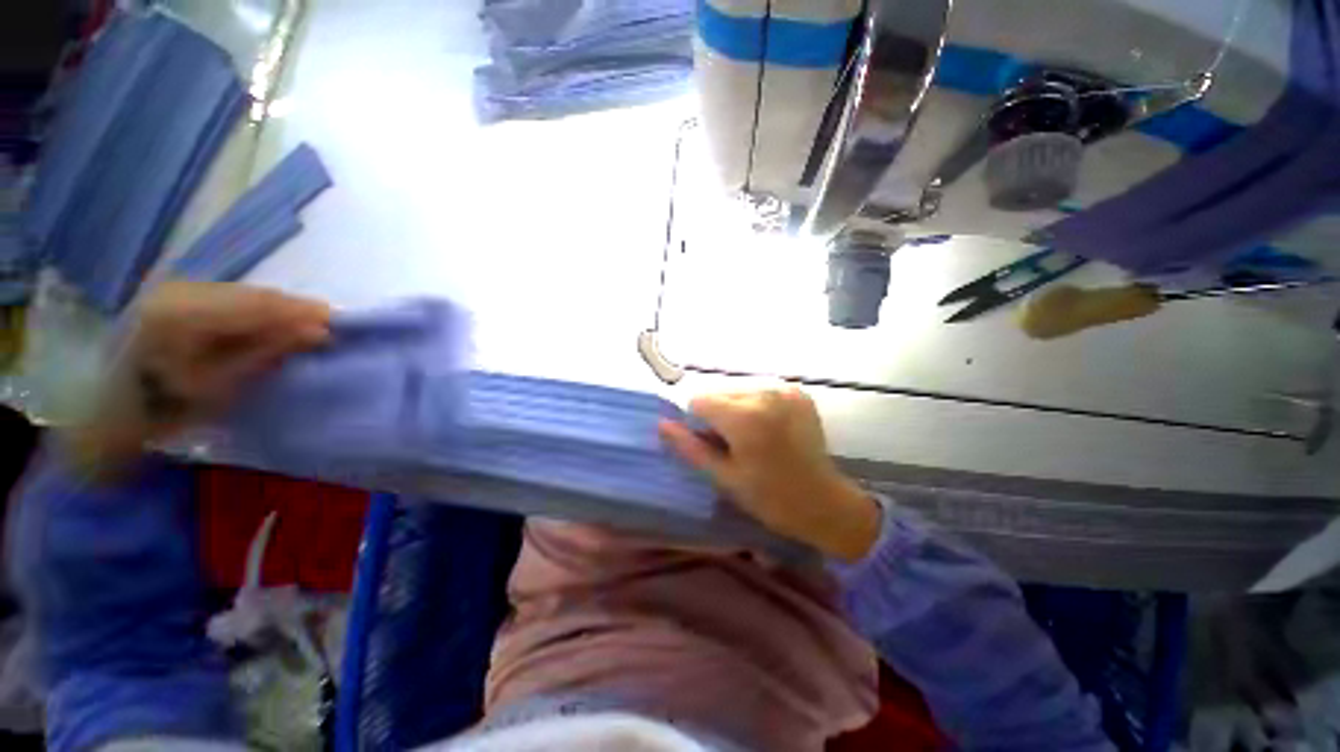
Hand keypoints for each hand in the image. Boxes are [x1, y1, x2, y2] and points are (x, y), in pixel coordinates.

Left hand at [69, 282, 330, 474]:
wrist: (100, 409)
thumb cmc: (160, 407)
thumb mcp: (219, 386)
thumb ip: (267, 352)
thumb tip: (317, 333)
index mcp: (187, 313)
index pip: (259, 304)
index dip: (303, 311)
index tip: (340, 323)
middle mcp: (182, 290)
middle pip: (253, 294)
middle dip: (293, 309)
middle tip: (327, 326)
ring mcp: (176, 290)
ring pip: (242, 293)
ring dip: (276, 310)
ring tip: (305, 326)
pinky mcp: (175, 296)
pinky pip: (228, 297)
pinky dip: (255, 310)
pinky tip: (269, 324)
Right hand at [658, 385, 881, 561]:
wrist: (824, 502)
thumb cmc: (769, 498)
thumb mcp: (723, 477)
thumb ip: (690, 447)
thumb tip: (662, 423)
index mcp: (744, 417)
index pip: (698, 400)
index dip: (697, 421)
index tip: (712, 443)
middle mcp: (764, 393)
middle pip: (718, 391)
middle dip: (716, 413)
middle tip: (733, 443)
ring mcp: (785, 389)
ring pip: (738, 388)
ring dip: (735, 407)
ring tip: (752, 436)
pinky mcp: (798, 391)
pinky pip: (760, 389)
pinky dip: (755, 404)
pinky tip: (768, 427)